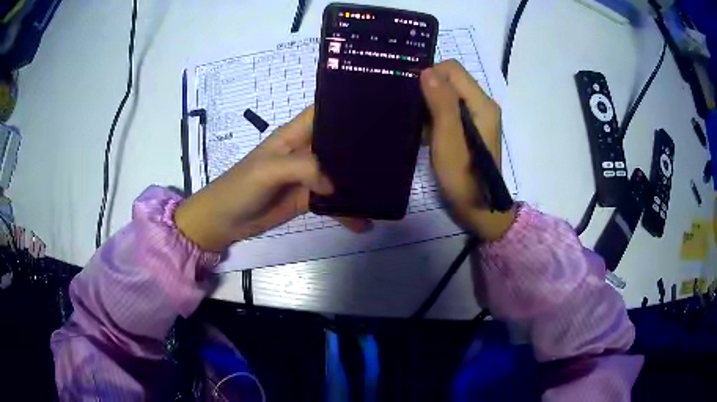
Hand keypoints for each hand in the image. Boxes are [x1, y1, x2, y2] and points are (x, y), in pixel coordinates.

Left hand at [175, 106, 370, 251]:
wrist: (226, 220)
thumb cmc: (241, 186)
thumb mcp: (269, 169)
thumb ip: (304, 168)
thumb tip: (336, 185)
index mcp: (295, 134)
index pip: (324, 112)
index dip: (347, 106)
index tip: (378, 108)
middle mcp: (305, 151)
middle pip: (338, 143)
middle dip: (363, 146)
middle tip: (394, 150)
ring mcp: (308, 176)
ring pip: (339, 173)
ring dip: (358, 180)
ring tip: (387, 186)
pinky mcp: (308, 199)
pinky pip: (333, 202)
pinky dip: (347, 210)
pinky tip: (365, 220)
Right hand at [420, 60, 515, 240]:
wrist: (479, 210)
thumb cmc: (463, 177)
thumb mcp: (449, 139)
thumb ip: (441, 103)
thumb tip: (427, 71)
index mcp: (482, 104)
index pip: (452, 69)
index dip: (429, 74)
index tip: (411, 93)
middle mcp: (482, 105)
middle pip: (450, 80)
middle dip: (427, 89)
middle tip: (410, 110)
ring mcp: (477, 117)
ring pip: (447, 95)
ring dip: (428, 105)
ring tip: (414, 123)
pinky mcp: (470, 129)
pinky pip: (448, 111)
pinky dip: (433, 117)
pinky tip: (423, 133)